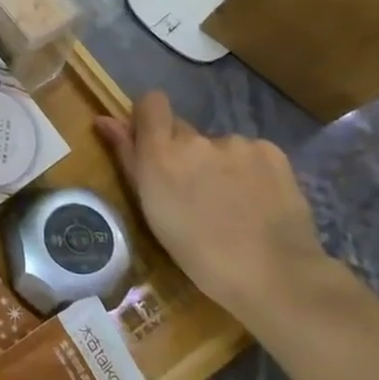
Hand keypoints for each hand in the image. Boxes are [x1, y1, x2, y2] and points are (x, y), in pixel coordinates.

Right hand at [97, 91, 327, 322]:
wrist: (274, 276)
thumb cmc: (198, 253)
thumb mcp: (151, 209)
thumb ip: (128, 157)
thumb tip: (103, 119)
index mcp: (161, 153)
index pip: (151, 103)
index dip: (150, 118)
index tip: (152, 144)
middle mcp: (196, 139)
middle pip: (183, 131)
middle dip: (184, 154)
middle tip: (195, 193)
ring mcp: (237, 143)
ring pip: (218, 146)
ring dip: (218, 165)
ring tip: (232, 205)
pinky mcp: (271, 152)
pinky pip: (250, 153)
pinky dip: (250, 171)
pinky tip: (257, 201)